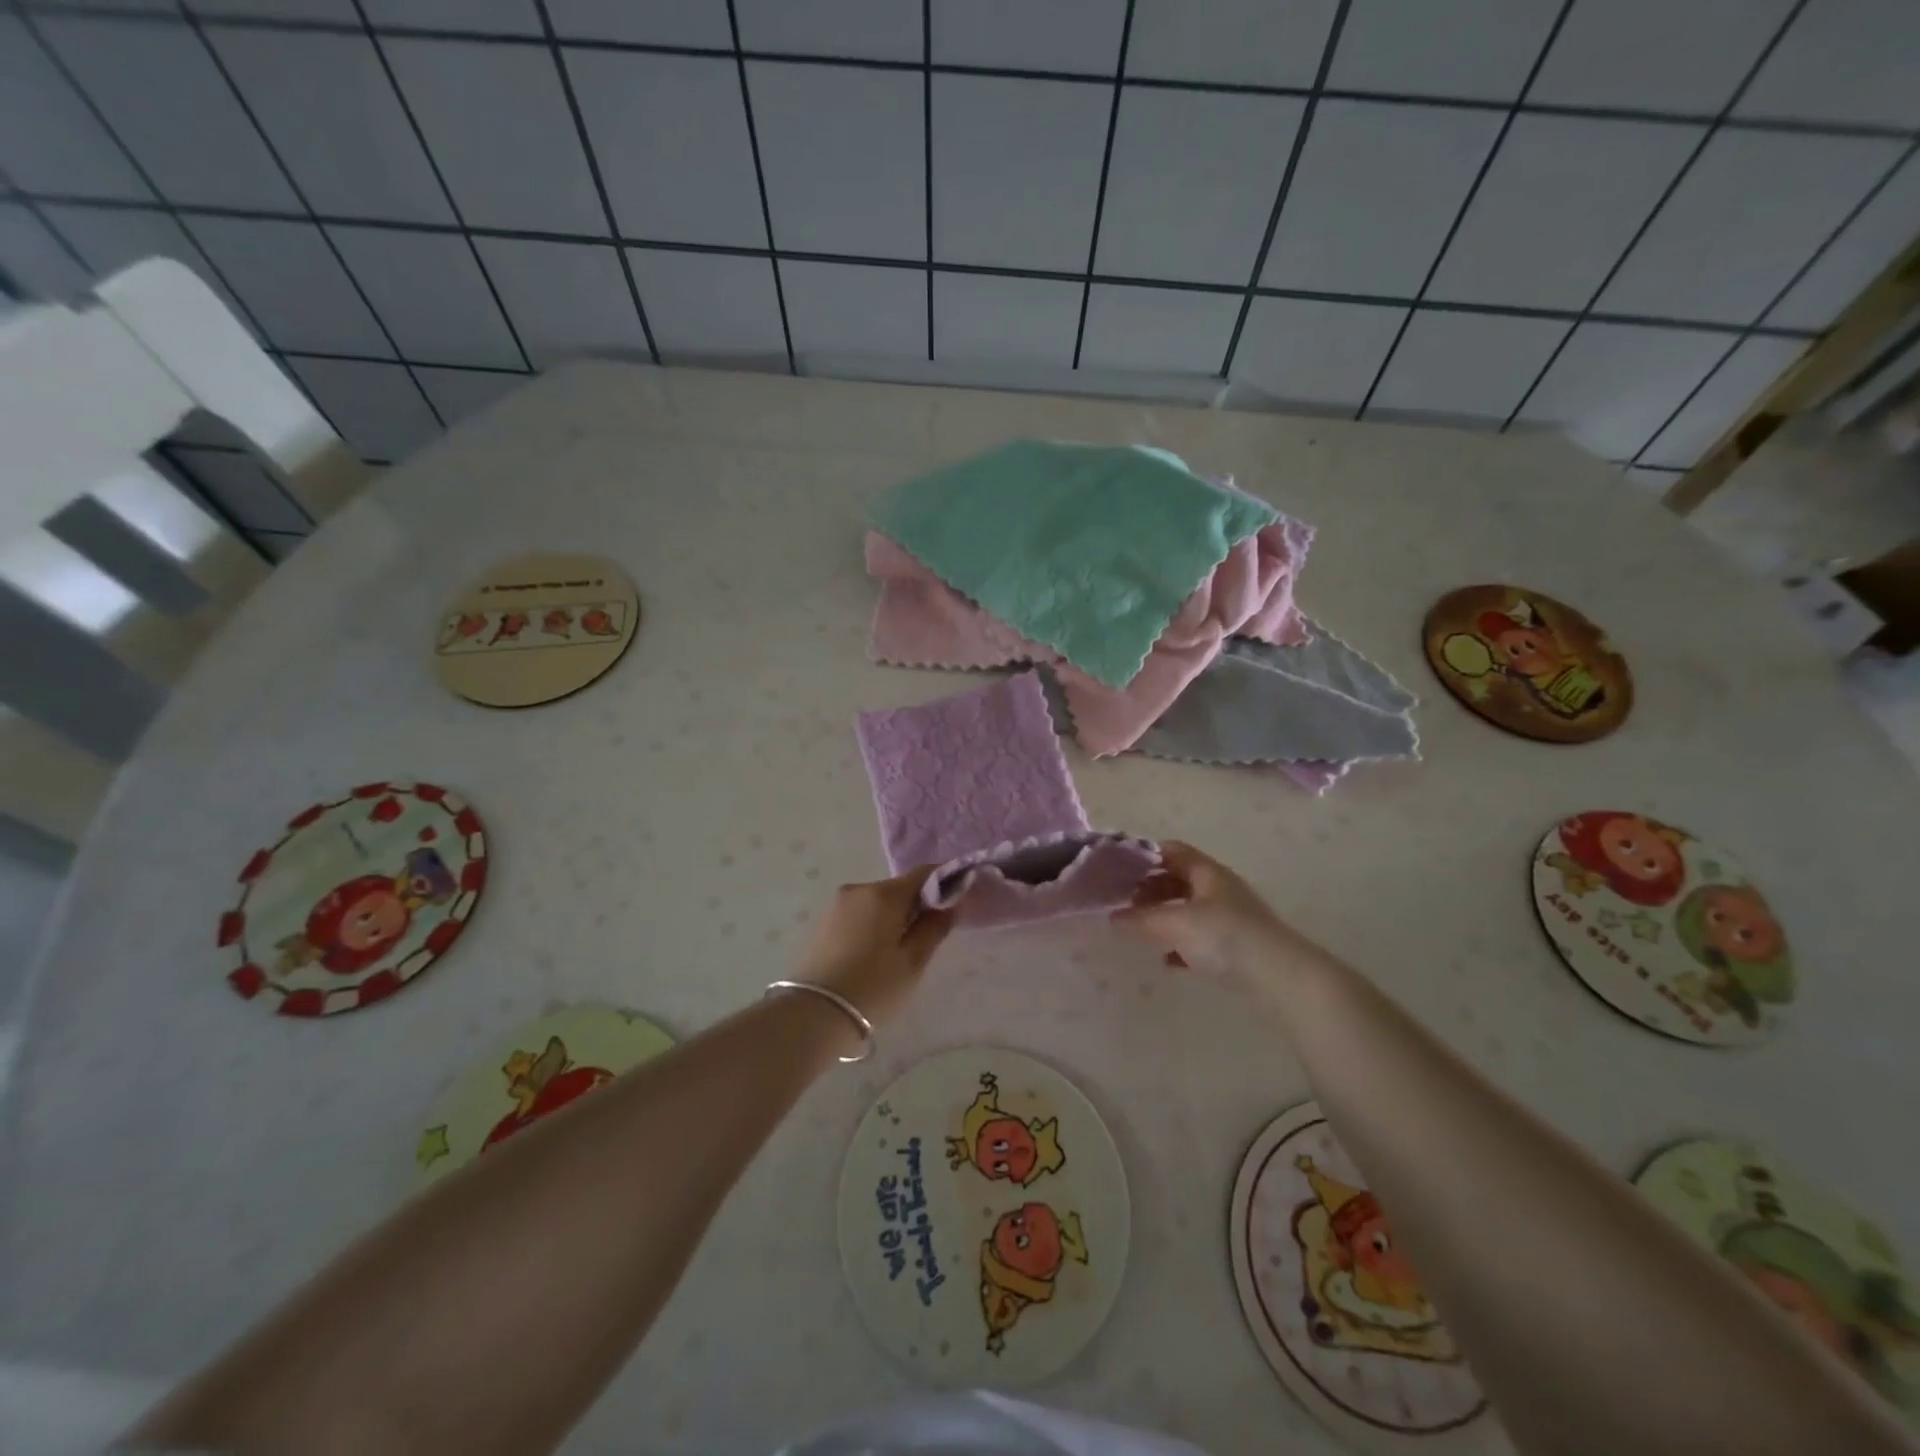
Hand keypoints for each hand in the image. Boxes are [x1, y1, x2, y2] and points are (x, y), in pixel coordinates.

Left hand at [790, 867, 952, 1032]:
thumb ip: (934, 927)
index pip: (924, 873)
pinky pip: (858, 915)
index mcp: (884, 894)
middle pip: (898, 889)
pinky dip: (872, 926)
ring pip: (877, 902)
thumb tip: (949, 903)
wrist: (812, 1014)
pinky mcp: (822, 922)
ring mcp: (836, 905)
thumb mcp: (913, 962)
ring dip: (892, 918)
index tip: (957, 902)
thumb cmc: (872, 988)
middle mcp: (858, 889)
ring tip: (896, 954)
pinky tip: (871, 956)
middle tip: (926, 939)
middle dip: (916, 906)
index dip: (945, 882)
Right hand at [1112, 841, 1288, 980]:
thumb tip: (1113, 918)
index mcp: (1207, 872)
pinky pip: (1200, 939)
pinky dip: (1180, 945)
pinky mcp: (1235, 948)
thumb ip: (1141, 920)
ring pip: (1188, 909)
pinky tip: (1167, 961)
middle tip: (1124, 903)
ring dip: (1164, 917)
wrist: (1281, 978)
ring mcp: (1229, 919)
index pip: (1172, 851)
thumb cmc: (1226, 937)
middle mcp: (1219, 889)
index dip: (1145, 855)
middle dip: (1150, 888)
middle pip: (1178, 879)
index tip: (1118, 869)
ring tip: (1140, 931)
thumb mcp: (1176, 924)